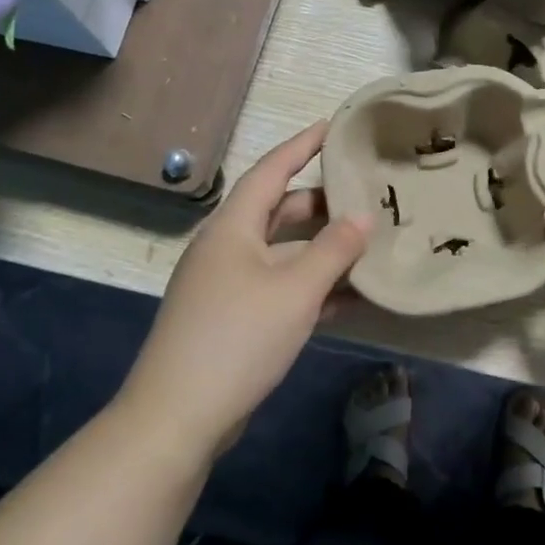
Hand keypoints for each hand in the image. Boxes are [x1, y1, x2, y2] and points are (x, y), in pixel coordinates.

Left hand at [121, 122, 371, 461]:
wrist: (177, 417)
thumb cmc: (237, 338)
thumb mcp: (295, 290)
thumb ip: (334, 250)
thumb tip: (363, 217)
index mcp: (232, 228)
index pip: (271, 170)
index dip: (303, 146)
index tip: (334, 127)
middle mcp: (226, 248)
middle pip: (278, 211)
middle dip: (321, 203)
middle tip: (365, 193)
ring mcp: (226, 285)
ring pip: (282, 253)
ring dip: (321, 249)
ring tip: (367, 243)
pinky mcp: (232, 319)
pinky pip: (279, 287)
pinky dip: (311, 286)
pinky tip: (349, 296)